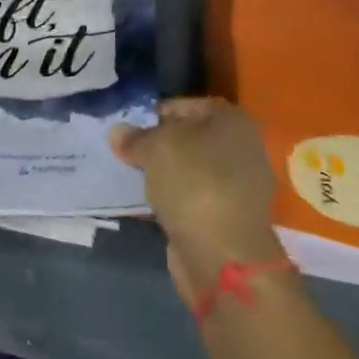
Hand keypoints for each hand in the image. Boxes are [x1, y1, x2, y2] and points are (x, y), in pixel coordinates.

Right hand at [111, 98, 285, 304]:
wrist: (221, 253)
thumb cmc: (194, 184)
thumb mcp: (156, 148)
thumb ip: (135, 137)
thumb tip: (118, 132)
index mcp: (232, 121)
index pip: (186, 105)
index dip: (153, 113)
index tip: (126, 127)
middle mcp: (240, 147)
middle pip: (188, 137)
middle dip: (156, 143)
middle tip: (122, 151)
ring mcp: (236, 184)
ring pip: (188, 169)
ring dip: (161, 172)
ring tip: (128, 175)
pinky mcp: (224, 215)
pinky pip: (189, 196)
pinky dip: (169, 197)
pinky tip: (144, 201)